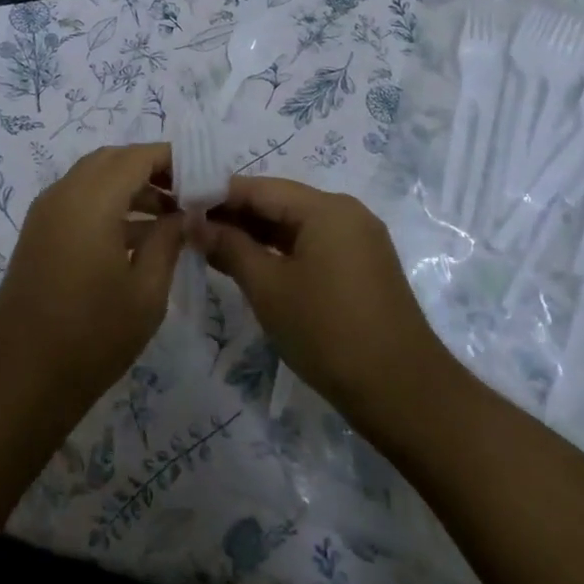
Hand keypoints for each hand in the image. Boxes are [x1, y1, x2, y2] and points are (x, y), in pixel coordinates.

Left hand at [0, 144, 183, 422]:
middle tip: (186, 193)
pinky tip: (136, 235)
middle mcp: (63, 194)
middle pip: (111, 160)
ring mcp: (45, 213)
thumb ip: (168, 241)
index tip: (202, 174)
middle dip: (149, 168)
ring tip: (170, 216)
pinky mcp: (38, 233)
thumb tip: (184, 214)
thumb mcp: (146, 292)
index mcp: (90, 201)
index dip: (171, 158)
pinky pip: (77, 199)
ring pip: (92, 178)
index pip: (136, 157)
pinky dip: (107, 203)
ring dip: (129, 186)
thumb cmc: (92, 336)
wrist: (22, 376)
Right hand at [192, 177, 450, 428]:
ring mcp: (358, 240)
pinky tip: (249, 265)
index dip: (216, 195)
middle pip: (278, 202)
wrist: (404, 395)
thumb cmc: (328, 332)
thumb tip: (193, 223)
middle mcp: (345, 213)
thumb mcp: (268, 288)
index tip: (178, 206)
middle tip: (188, 229)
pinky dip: (279, 251)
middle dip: (233, 215)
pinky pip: (311, 245)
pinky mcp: (361, 267)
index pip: (258, 188)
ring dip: (254, 235)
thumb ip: (228, 247)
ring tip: (210, 247)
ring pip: (294, 225)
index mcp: (326, 208)